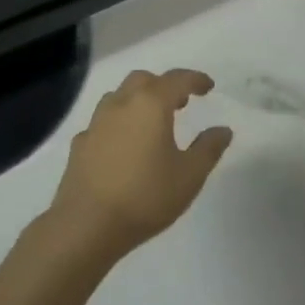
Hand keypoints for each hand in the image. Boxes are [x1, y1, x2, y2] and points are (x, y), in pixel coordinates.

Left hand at [46, 69, 232, 258]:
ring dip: (139, 100)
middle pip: (144, 80)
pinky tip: (123, 145)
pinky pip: (103, 121)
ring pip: (120, 96)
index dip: (195, 80)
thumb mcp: (189, 176)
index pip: (177, 79)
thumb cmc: (145, 196)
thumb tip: (223, 130)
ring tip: (152, 122)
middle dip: (164, 86)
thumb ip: (208, 148)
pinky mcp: (80, 143)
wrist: (86, 224)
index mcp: (150, 104)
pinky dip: (119, 123)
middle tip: (180, 104)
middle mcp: (121, 103)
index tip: (208, 87)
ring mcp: (96, 122)